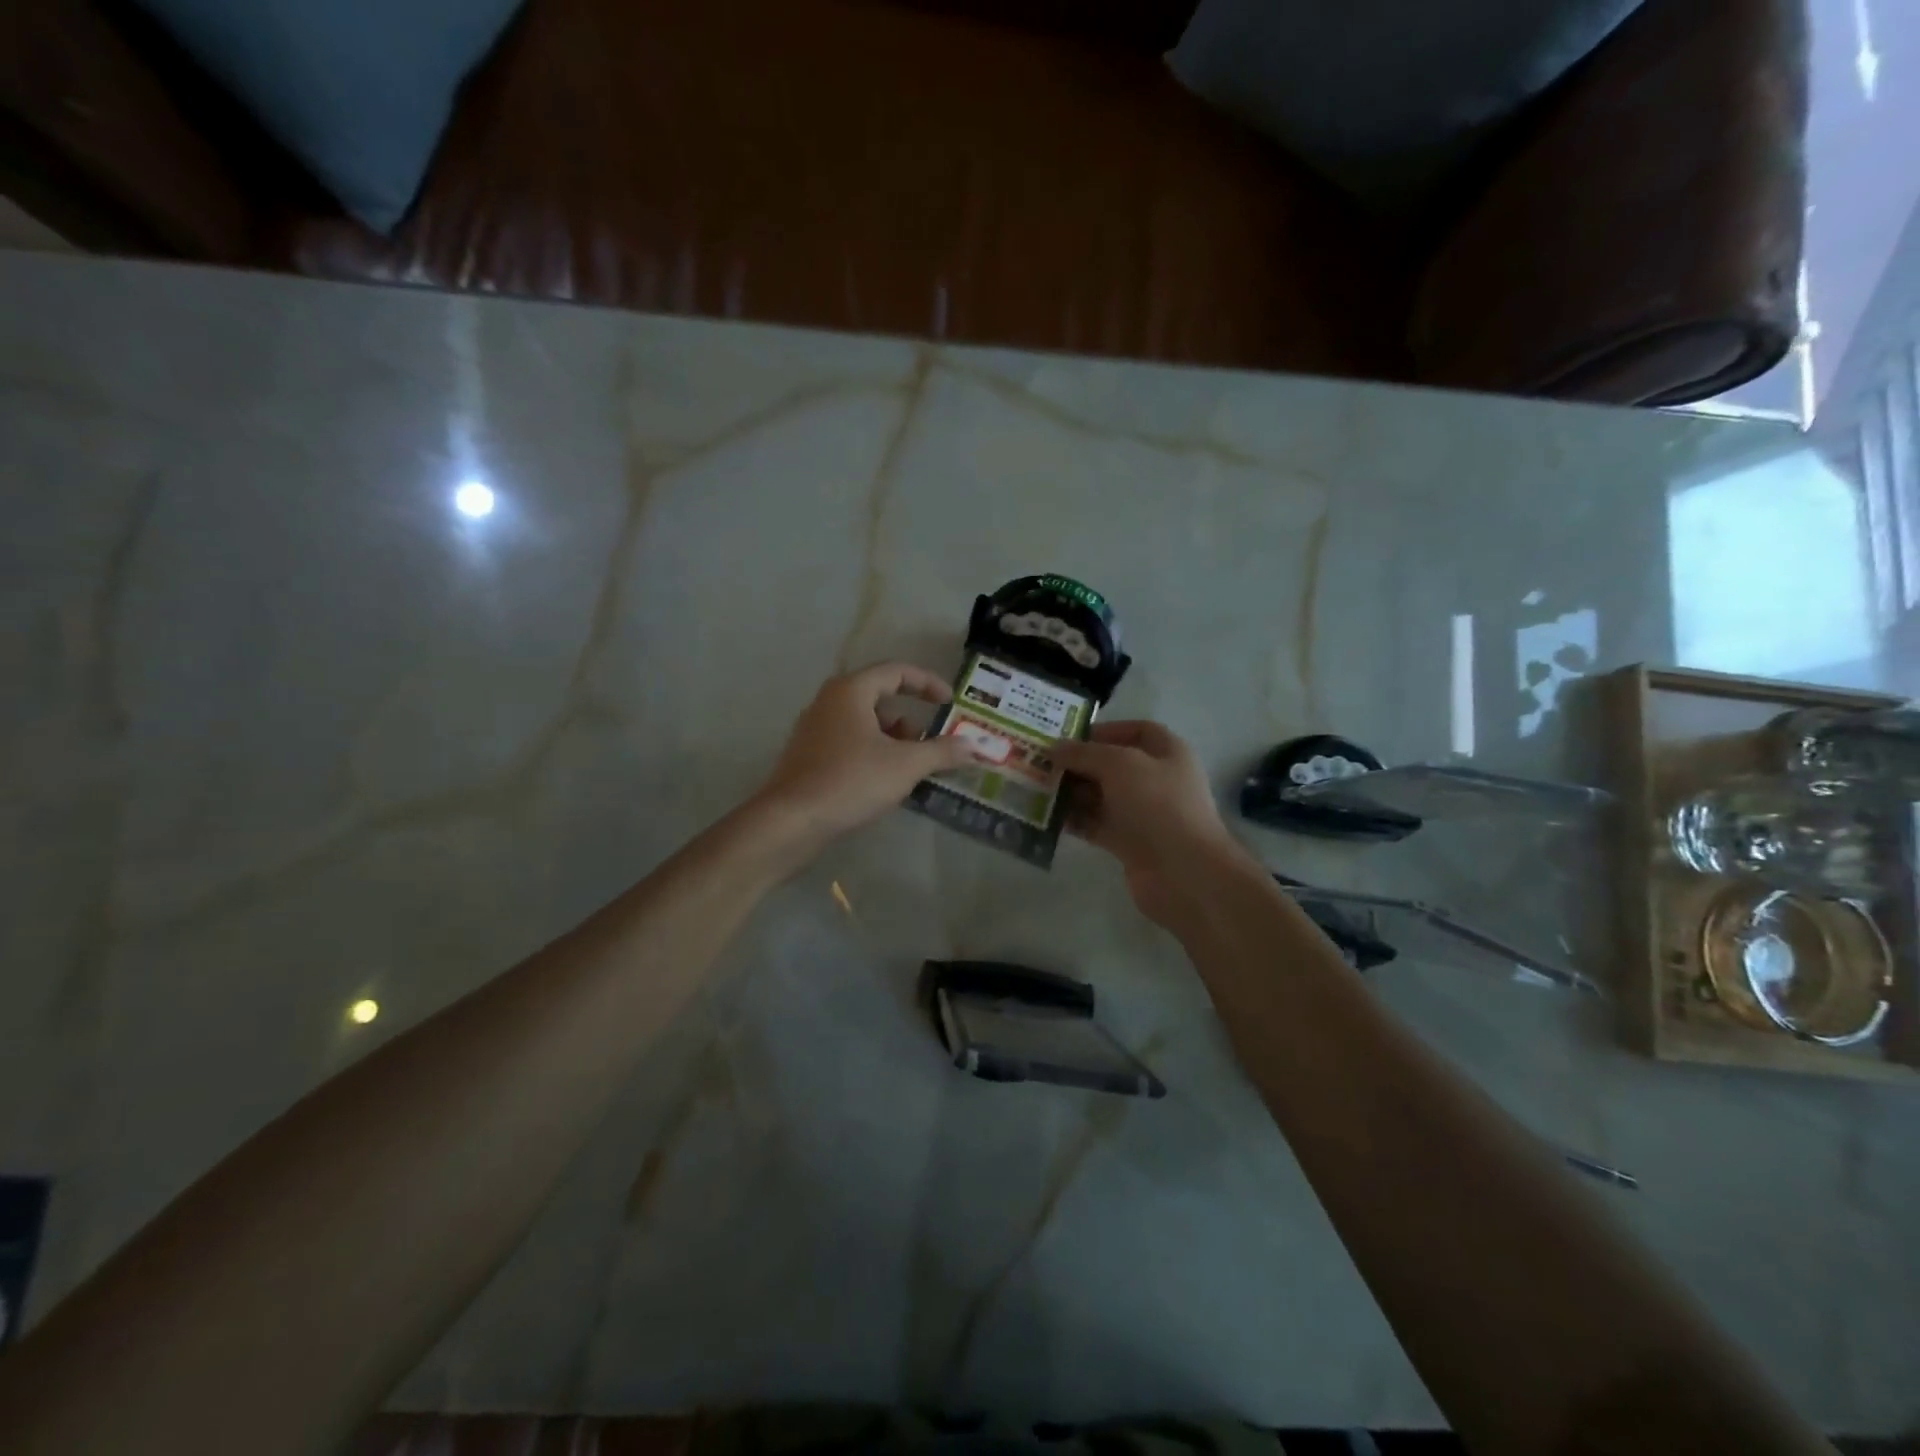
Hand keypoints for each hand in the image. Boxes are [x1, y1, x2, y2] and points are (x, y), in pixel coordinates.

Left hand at [753, 662, 974, 854]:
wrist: (791, 820)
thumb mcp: (905, 765)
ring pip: (863, 722)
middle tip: (930, 743)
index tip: (949, 702)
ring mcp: (814, 728)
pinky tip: (884, 781)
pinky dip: (873, 751)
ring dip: (892, 738)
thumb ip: (942, 751)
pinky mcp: (808, 755)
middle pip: (879, 697)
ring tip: (910, 767)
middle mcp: (829, 701)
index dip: (927, 683)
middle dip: (910, 718)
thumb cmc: (851, 781)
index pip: (896, 671)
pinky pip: (849, 741)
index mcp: (850, 690)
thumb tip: (973, 745)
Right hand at [1050, 720, 1250, 927]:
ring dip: (1072, 792)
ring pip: (1101, 796)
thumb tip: (1055, 748)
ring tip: (1037, 788)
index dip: (1105, 730)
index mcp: (1167, 753)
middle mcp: (1156, 780)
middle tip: (1042, 763)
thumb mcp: (1120, 764)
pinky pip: (1096, 824)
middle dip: (1079, 763)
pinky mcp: (1129, 843)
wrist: (1183, 872)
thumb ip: (1085, 753)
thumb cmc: (1158, 805)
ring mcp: (1143, 814)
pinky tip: (1047, 817)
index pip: (1137, 731)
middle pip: (1112, 764)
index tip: (1070, 737)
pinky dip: (1075, 820)